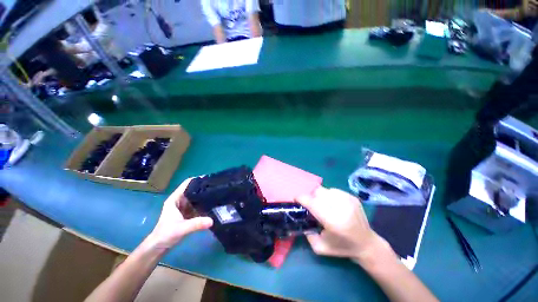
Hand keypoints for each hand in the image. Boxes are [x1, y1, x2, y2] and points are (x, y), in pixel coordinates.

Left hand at [147, 178, 212, 249]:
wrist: (158, 248)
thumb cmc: (165, 235)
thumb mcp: (181, 229)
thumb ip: (196, 224)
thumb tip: (212, 220)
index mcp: (175, 199)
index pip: (187, 184)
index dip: (198, 180)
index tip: (210, 179)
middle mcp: (180, 200)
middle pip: (194, 190)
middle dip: (204, 188)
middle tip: (218, 187)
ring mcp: (184, 207)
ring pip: (196, 198)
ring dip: (205, 196)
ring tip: (218, 194)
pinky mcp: (188, 214)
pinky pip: (198, 206)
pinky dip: (204, 205)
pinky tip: (213, 204)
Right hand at [296, 187, 393, 262]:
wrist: (367, 244)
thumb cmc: (342, 247)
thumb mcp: (320, 247)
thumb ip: (306, 233)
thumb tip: (300, 216)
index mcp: (332, 221)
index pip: (311, 202)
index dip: (301, 198)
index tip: (296, 199)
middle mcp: (340, 207)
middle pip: (317, 192)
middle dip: (311, 197)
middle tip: (312, 206)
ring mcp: (348, 200)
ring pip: (325, 190)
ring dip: (320, 196)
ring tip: (323, 205)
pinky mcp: (352, 197)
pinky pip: (334, 190)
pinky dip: (329, 195)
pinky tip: (333, 205)